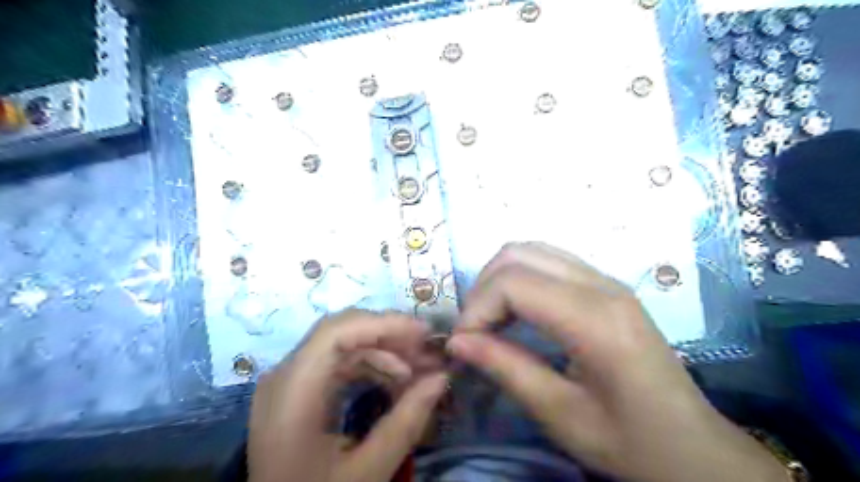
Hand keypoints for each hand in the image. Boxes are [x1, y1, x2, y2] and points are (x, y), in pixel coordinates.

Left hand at [249, 309, 445, 481]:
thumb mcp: (366, 472)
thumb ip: (406, 422)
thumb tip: (442, 378)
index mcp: (292, 393)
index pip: (335, 333)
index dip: (383, 323)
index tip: (424, 332)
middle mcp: (284, 376)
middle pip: (339, 332)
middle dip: (388, 335)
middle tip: (427, 350)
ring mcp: (289, 381)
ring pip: (341, 345)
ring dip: (382, 351)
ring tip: (418, 369)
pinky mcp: (298, 390)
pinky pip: (337, 363)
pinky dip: (369, 365)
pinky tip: (395, 379)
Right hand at [447, 242, 787, 481]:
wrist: (693, 446)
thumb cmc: (630, 441)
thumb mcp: (561, 415)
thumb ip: (506, 369)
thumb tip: (457, 342)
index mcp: (595, 319)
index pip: (513, 283)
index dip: (477, 309)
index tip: (463, 345)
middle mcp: (601, 284)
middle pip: (517, 255)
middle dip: (483, 290)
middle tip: (475, 332)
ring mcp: (605, 279)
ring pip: (531, 250)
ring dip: (499, 279)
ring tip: (491, 320)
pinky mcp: (605, 285)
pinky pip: (548, 260)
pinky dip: (519, 277)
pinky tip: (516, 311)